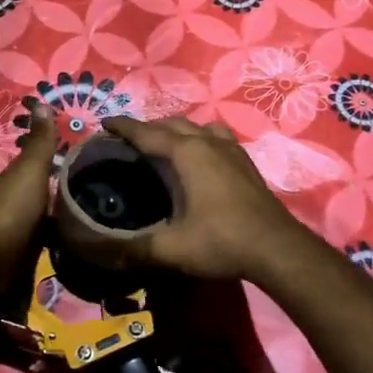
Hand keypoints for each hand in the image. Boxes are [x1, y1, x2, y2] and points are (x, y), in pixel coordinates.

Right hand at [93, 115, 319, 282]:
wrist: (278, 249)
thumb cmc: (222, 241)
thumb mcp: (172, 248)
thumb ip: (133, 248)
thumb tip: (95, 250)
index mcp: (187, 153)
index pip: (147, 133)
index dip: (123, 127)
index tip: (104, 122)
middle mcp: (208, 142)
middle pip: (172, 124)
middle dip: (148, 128)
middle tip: (128, 141)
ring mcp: (231, 150)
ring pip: (197, 127)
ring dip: (176, 130)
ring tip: (163, 145)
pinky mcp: (246, 162)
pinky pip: (216, 137)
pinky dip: (200, 138)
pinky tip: (200, 158)